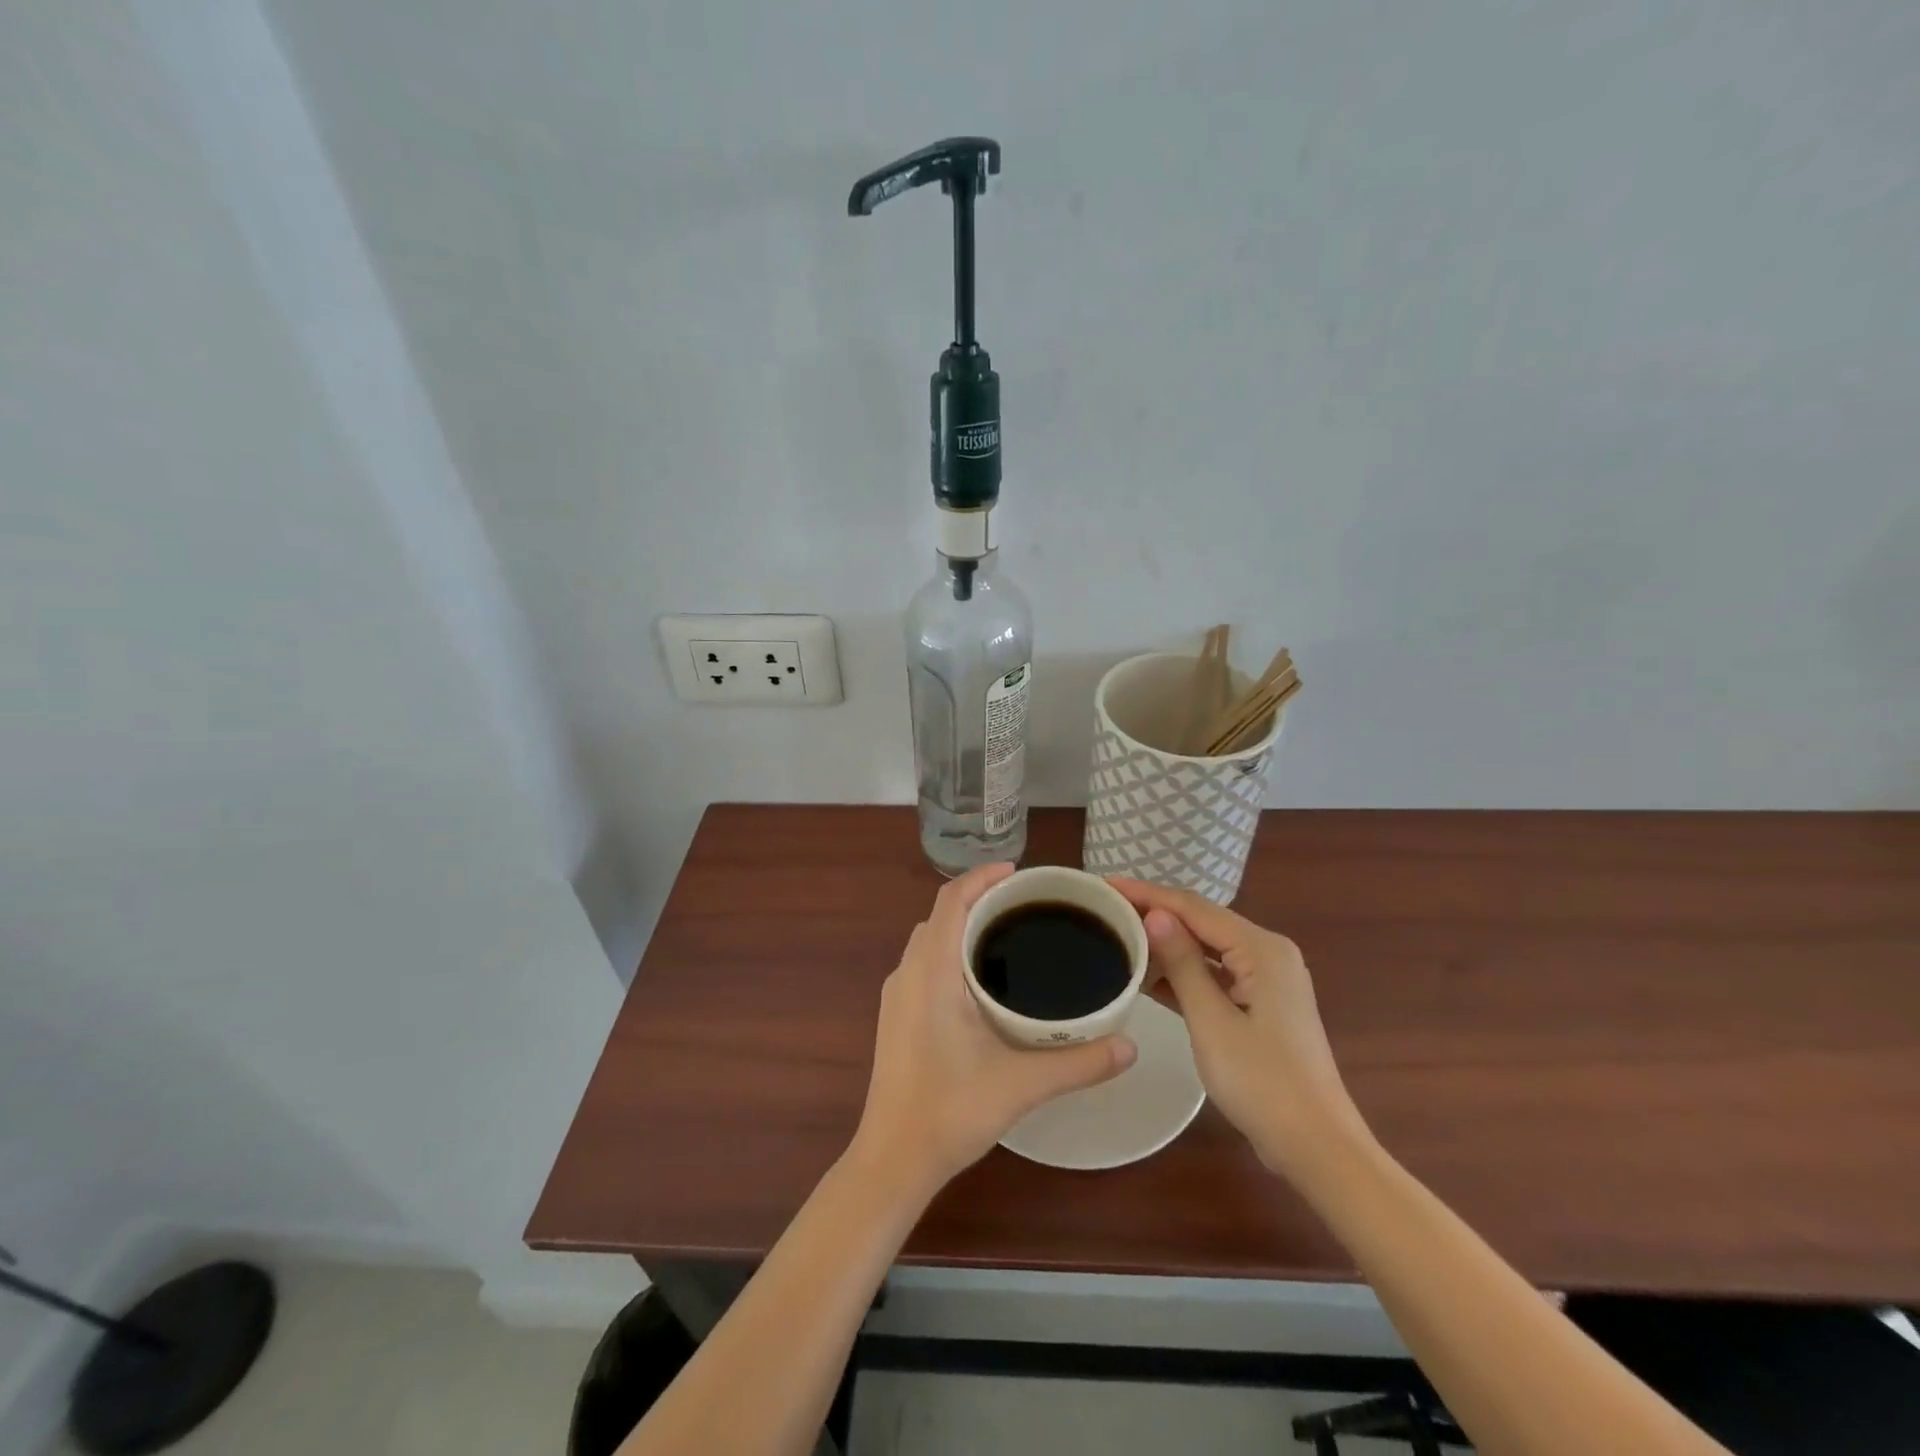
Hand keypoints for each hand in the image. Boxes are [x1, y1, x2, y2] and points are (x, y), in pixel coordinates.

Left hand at [852, 863, 1137, 1192]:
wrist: (892, 1159)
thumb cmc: (950, 1112)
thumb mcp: (1021, 1085)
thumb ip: (1079, 1063)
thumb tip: (1131, 1046)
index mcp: (931, 972)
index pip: (950, 900)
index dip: (981, 877)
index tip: (1019, 873)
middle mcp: (908, 973)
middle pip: (941, 915)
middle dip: (979, 900)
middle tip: (1027, 906)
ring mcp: (897, 995)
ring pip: (930, 940)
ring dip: (963, 926)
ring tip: (1009, 935)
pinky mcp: (896, 1016)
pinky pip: (924, 963)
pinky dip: (950, 952)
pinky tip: (982, 981)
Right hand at [1111, 879, 1368, 1180]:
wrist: (1317, 1147)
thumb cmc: (1262, 1082)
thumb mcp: (1211, 1020)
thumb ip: (1182, 963)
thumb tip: (1154, 913)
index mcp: (1261, 949)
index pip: (1194, 908)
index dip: (1147, 894)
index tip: (1105, 884)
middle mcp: (1268, 952)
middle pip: (1202, 921)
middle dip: (1155, 912)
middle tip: (1106, 907)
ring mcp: (1267, 979)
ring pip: (1207, 947)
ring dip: (1167, 942)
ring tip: (1119, 933)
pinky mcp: (1261, 1003)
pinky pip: (1216, 974)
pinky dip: (1184, 972)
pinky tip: (1147, 976)